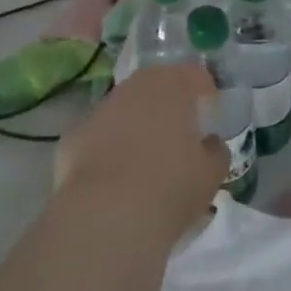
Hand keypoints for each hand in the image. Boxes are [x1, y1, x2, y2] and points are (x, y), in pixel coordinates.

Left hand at [55, 64, 227, 245]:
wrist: (108, 214)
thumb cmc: (172, 187)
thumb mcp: (211, 175)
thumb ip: (216, 152)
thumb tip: (210, 143)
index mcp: (174, 86)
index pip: (196, 76)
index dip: (205, 92)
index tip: (210, 113)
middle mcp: (136, 86)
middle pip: (157, 85)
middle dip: (168, 103)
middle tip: (178, 132)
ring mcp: (102, 108)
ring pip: (125, 108)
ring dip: (136, 123)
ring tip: (145, 157)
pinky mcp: (75, 134)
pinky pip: (100, 134)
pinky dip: (108, 147)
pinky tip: (114, 177)